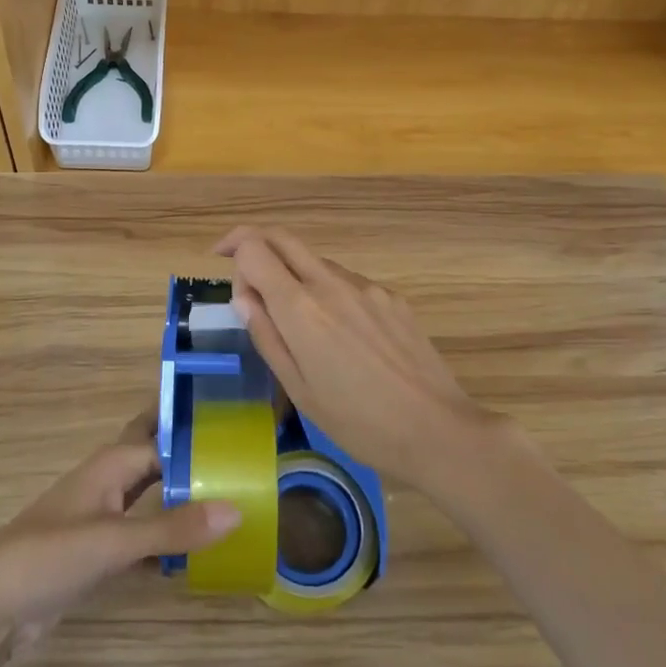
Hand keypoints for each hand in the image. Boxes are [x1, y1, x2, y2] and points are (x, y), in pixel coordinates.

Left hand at [0, 410, 241, 649]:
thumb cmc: (49, 556)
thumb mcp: (114, 542)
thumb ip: (173, 527)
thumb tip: (237, 510)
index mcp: (112, 464)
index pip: (166, 440)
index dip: (200, 436)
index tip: (242, 436)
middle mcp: (110, 481)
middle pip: (156, 459)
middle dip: (189, 456)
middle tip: (239, 458)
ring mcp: (103, 516)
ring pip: (151, 496)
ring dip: (181, 497)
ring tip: (229, 499)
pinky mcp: (99, 550)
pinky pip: (143, 533)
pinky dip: (166, 537)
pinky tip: (195, 553)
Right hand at [217, 226, 503, 488]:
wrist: (437, 429)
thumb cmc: (358, 422)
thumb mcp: (299, 389)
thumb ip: (267, 335)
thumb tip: (243, 297)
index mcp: (301, 308)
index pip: (254, 248)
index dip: (234, 254)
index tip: (228, 278)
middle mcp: (331, 283)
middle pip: (283, 237)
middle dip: (254, 240)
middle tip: (238, 263)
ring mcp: (366, 286)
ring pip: (315, 260)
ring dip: (293, 273)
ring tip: (296, 321)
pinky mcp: (391, 296)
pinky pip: (347, 281)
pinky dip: (327, 292)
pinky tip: (340, 335)